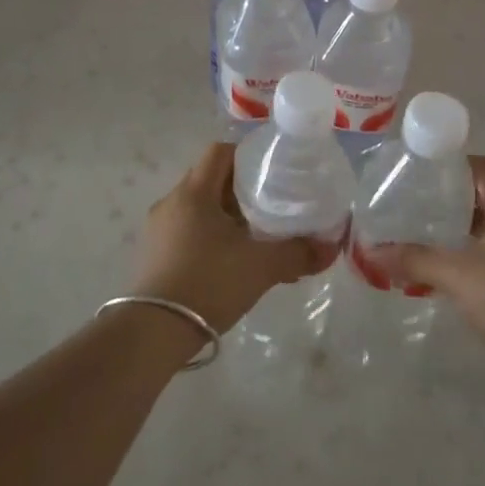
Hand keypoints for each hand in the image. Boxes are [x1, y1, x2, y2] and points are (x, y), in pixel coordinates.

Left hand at [130, 142, 334, 334]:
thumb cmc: (208, 283)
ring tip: (256, 238)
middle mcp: (171, 203)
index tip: (273, 172)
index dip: (247, 156)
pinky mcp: (153, 257)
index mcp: (194, 192)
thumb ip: (298, 253)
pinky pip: (187, 233)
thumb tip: (331, 247)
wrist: (153, 334)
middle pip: (210, 180)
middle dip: (242, 191)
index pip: (219, 152)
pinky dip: (211, 238)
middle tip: (272, 206)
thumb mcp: (261, 266)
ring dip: (227, 217)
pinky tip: (231, 264)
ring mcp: (158, 231)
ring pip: (199, 209)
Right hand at [376, 156, 484, 366]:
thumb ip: (413, 260)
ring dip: (456, 229)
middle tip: (414, 203)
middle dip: (448, 199)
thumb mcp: (456, 274)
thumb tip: (370, 251)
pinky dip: (466, 253)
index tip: (423, 172)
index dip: (455, 164)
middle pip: (482, 196)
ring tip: (422, 233)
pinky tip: (444, 268)